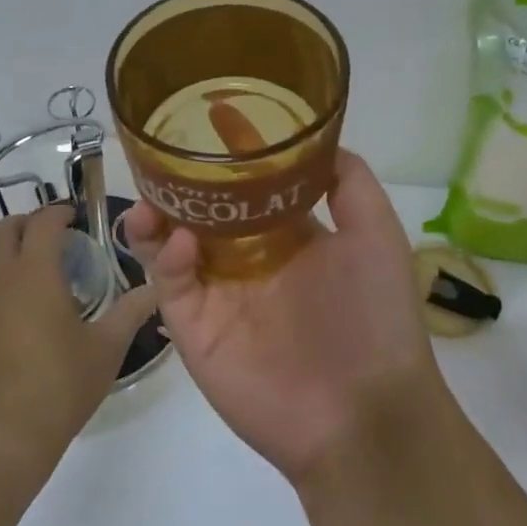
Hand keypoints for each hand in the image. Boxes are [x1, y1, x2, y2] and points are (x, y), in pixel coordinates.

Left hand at [0, 204, 156, 477]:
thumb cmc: (58, 387)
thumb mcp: (105, 349)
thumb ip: (130, 312)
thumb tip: (154, 288)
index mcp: (35, 271)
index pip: (44, 222)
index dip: (59, 212)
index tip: (73, 217)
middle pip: (3, 228)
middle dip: (26, 224)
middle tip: (45, 238)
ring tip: (13, 264)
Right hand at [123, 149, 443, 485]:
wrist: (363, 414)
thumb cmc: (375, 318)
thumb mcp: (376, 237)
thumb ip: (350, 184)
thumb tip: (319, 143)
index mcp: (288, 236)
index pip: (250, 184)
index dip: (233, 149)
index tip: (213, 112)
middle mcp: (248, 260)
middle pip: (201, 209)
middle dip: (179, 182)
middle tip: (160, 154)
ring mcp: (218, 294)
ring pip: (170, 243)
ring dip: (156, 215)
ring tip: (150, 197)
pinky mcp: (194, 328)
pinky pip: (169, 284)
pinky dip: (164, 257)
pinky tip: (178, 242)